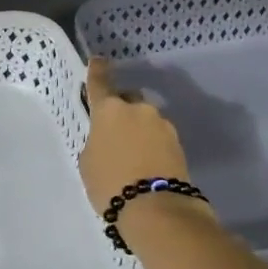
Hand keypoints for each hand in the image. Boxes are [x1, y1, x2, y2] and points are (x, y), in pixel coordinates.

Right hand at [79, 58, 192, 213]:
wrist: (155, 208)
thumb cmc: (110, 183)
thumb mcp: (89, 162)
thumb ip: (97, 141)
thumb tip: (110, 139)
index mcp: (110, 110)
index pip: (100, 83)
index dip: (98, 71)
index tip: (99, 60)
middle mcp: (138, 110)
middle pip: (128, 101)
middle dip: (122, 111)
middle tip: (113, 134)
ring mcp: (162, 125)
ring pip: (146, 120)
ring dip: (138, 131)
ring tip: (131, 157)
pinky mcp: (178, 144)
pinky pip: (158, 138)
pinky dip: (151, 146)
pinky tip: (145, 166)